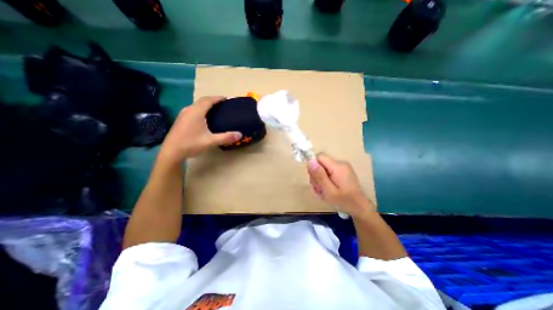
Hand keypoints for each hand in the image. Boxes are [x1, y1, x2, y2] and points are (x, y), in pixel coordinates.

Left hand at [156, 96, 241, 163]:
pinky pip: (193, 110)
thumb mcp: (210, 141)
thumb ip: (226, 137)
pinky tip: (204, 118)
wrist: (171, 152)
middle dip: (213, 100)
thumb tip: (240, 134)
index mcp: (196, 112)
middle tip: (223, 105)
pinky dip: (201, 109)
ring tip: (215, 110)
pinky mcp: (180, 120)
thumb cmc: (191, 144)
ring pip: (197, 105)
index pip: (208, 100)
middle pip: (202, 101)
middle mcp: (189, 110)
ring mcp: (183, 114)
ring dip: (206, 105)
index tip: (227, 99)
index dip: (218, 98)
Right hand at [306, 154, 375, 215]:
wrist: (359, 207)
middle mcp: (340, 163)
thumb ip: (319, 175)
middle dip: (316, 175)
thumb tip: (310, 161)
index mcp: (337, 167)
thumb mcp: (329, 190)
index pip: (319, 156)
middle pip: (320, 163)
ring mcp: (342, 167)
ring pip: (323, 169)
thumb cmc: (344, 201)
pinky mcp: (342, 171)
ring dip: (320, 179)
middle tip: (319, 188)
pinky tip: (328, 189)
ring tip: (323, 191)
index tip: (315, 179)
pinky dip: (325, 180)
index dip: (313, 166)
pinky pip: (328, 172)